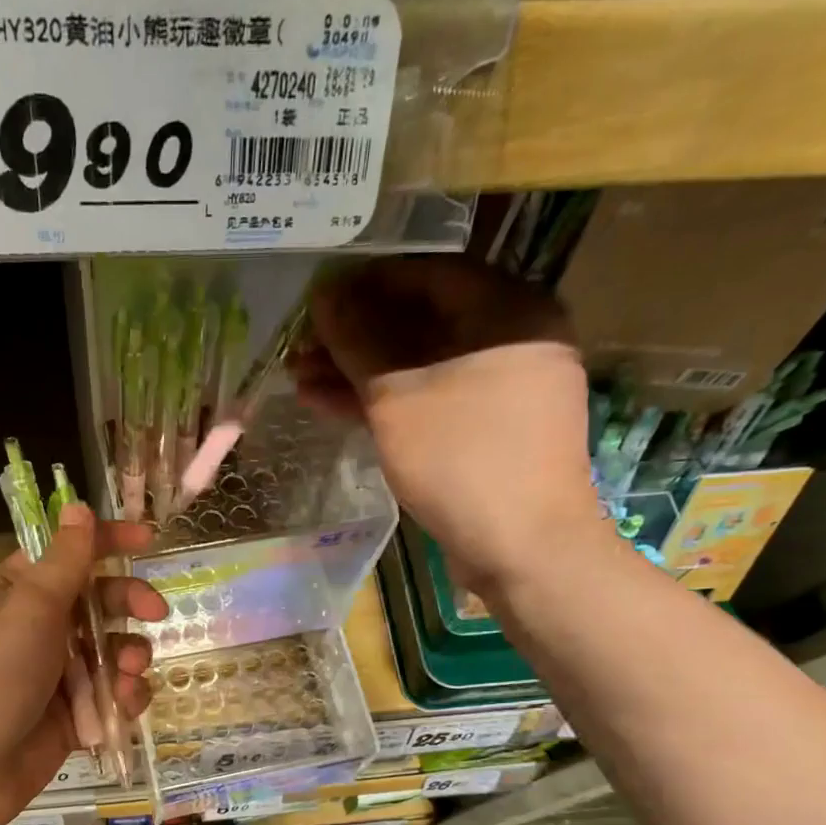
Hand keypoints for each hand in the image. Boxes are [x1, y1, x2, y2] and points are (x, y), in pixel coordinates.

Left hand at [0, 504, 166, 824]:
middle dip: (128, 603)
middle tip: (154, 612)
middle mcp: (35, 630)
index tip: (147, 539)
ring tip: (129, 672)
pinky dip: (124, 698)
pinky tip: (126, 705)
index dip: (106, 541)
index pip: (66, 554)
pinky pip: (109, 697)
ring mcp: (52, 677)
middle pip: (96, 602)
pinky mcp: (68, 719)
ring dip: (129, 656)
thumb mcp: (27, 610)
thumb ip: (63, 562)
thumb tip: (77, 507)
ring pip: (110, 652)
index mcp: (15, 593)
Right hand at [288, 256, 604, 585]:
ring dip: (360, 373)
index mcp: (508, 310)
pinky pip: (432, 399)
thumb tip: (324, 296)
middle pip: (420, 322)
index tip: (314, 301)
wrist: (524, 549)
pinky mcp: (488, 429)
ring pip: (420, 366)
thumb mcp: (398, 398)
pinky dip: (386, 402)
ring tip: (301, 379)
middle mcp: (513, 338)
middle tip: (301, 348)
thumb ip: (358, 341)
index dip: (363, 285)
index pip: (427, 274)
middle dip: (354, 337)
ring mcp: (502, 388)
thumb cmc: (463, 461)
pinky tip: (332, 405)